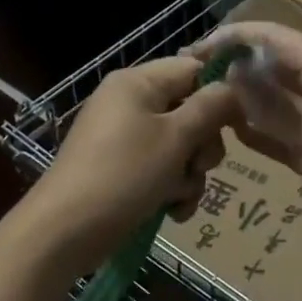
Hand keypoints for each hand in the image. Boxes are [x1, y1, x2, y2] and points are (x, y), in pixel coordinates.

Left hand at [24, 56, 238, 274]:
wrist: (65, 231)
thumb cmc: (124, 174)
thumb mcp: (175, 138)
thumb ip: (210, 108)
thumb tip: (233, 88)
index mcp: (138, 83)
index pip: (193, 69)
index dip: (218, 94)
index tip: (236, 125)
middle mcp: (129, 103)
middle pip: (189, 111)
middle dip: (202, 145)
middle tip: (197, 166)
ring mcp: (123, 138)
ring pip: (179, 146)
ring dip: (189, 175)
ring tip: (178, 197)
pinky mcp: (121, 170)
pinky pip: (160, 170)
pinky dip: (170, 190)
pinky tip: (171, 212)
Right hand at [188, 21, 301, 265]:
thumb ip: (273, 102)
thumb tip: (233, 67)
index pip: (278, 40)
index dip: (239, 37)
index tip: (199, 48)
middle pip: (275, 70)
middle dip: (237, 69)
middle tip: (192, 80)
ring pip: (276, 106)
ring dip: (245, 103)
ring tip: (203, 105)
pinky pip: (283, 138)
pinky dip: (260, 134)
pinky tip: (231, 136)